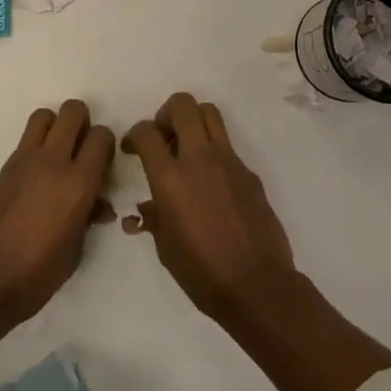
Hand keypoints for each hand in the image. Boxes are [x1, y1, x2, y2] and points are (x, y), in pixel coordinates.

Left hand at [0, 99, 115, 322]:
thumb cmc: (35, 277)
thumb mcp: (74, 252)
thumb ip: (88, 218)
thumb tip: (96, 204)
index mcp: (79, 184)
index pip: (102, 137)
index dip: (105, 144)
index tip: (102, 161)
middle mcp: (53, 162)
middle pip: (73, 111)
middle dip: (82, 122)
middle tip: (79, 147)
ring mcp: (23, 161)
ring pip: (44, 116)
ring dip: (54, 127)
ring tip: (54, 153)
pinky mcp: (0, 169)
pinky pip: (23, 143)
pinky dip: (33, 150)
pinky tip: (30, 180)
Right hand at [124, 93, 297, 324]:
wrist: (256, 284)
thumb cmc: (202, 272)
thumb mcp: (165, 247)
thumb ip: (155, 216)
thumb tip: (150, 205)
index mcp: (170, 178)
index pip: (146, 132)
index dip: (134, 134)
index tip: (133, 149)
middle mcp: (199, 159)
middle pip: (182, 105)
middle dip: (166, 113)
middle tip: (164, 137)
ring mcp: (228, 161)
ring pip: (210, 113)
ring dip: (194, 121)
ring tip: (188, 147)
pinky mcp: (249, 172)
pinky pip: (228, 146)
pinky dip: (214, 153)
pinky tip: (213, 184)